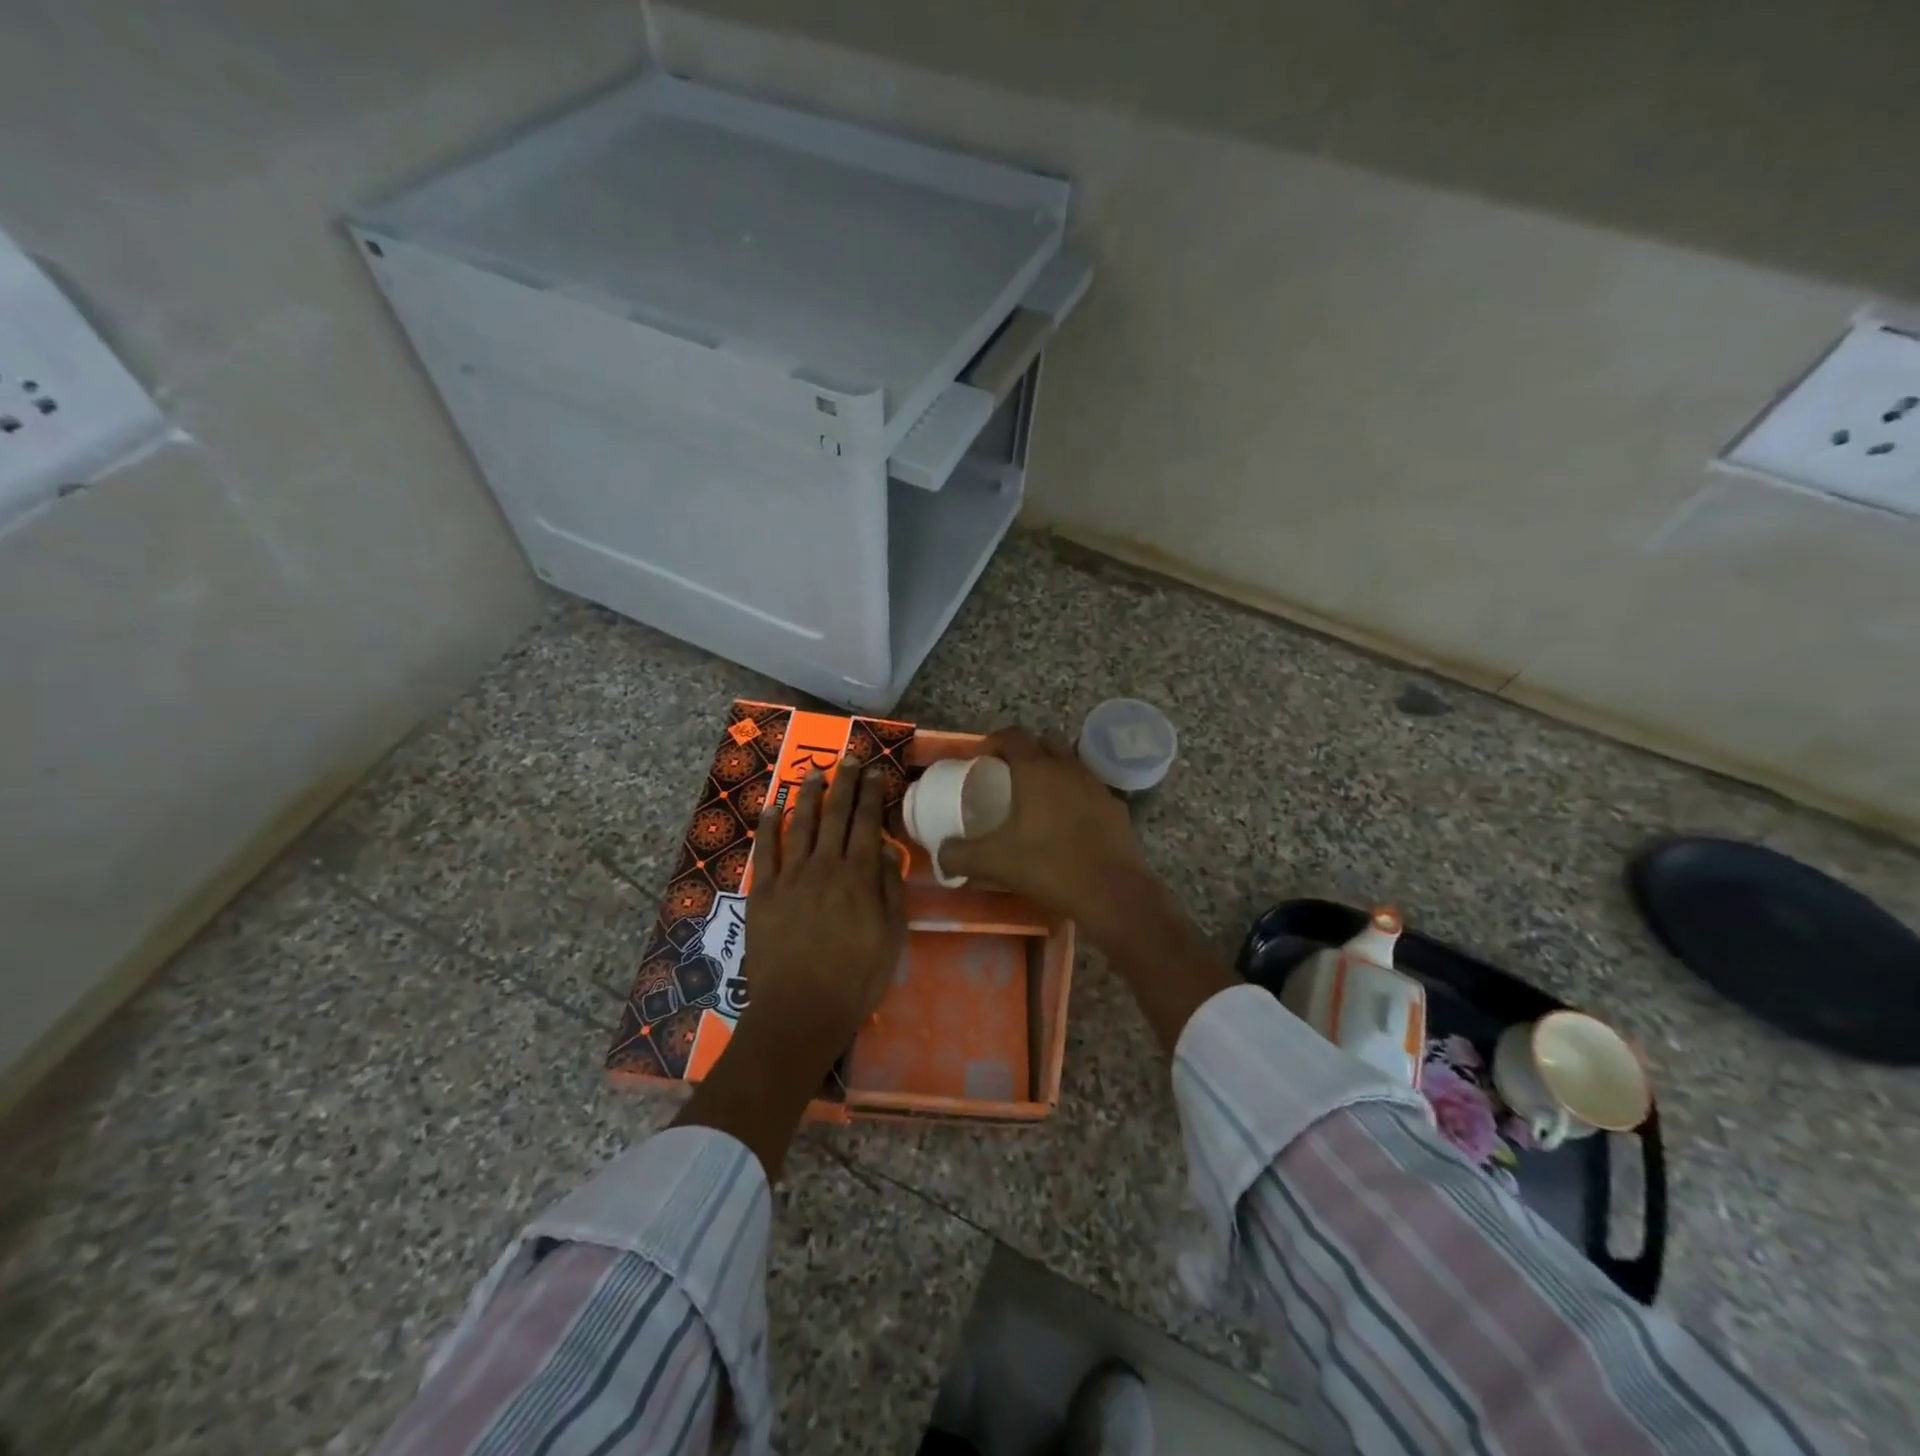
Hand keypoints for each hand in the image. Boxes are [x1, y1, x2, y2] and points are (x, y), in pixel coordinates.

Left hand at [735, 760, 906, 1077]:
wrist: (799, 1011)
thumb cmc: (855, 979)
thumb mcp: (891, 937)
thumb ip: (891, 890)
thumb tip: (888, 850)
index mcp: (859, 876)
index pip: (868, 824)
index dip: (872, 795)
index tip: (875, 772)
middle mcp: (825, 866)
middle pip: (836, 815)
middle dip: (844, 783)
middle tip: (849, 758)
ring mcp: (790, 877)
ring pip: (802, 825)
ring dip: (809, 795)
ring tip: (815, 771)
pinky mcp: (763, 893)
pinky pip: (765, 851)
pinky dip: (769, 826)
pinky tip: (772, 807)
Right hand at [942, 727, 1233, 1053]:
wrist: (1112, 893)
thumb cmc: (1048, 866)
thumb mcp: (994, 862)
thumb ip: (959, 855)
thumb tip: (941, 854)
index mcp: (1036, 770)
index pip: (1012, 736)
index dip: (994, 741)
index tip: (982, 758)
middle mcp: (1068, 768)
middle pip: (1045, 742)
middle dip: (1027, 751)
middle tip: (1009, 775)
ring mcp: (1097, 786)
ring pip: (1071, 765)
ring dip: (1053, 772)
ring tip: (1038, 800)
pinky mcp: (1116, 808)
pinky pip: (1090, 791)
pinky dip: (1076, 798)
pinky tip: (1068, 826)